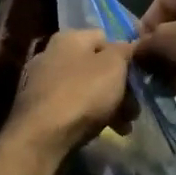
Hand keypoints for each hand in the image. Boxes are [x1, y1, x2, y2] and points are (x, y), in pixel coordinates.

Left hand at [9, 30, 135, 152]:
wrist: (42, 136)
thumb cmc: (83, 93)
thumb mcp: (114, 65)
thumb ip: (125, 51)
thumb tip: (129, 46)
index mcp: (69, 37)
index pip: (105, 38)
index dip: (125, 57)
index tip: (137, 79)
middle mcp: (51, 53)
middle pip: (96, 67)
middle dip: (119, 88)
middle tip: (134, 110)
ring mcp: (41, 81)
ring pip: (85, 89)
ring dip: (108, 105)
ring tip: (124, 128)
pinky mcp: (37, 108)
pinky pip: (71, 106)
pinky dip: (88, 116)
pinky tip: (102, 132)